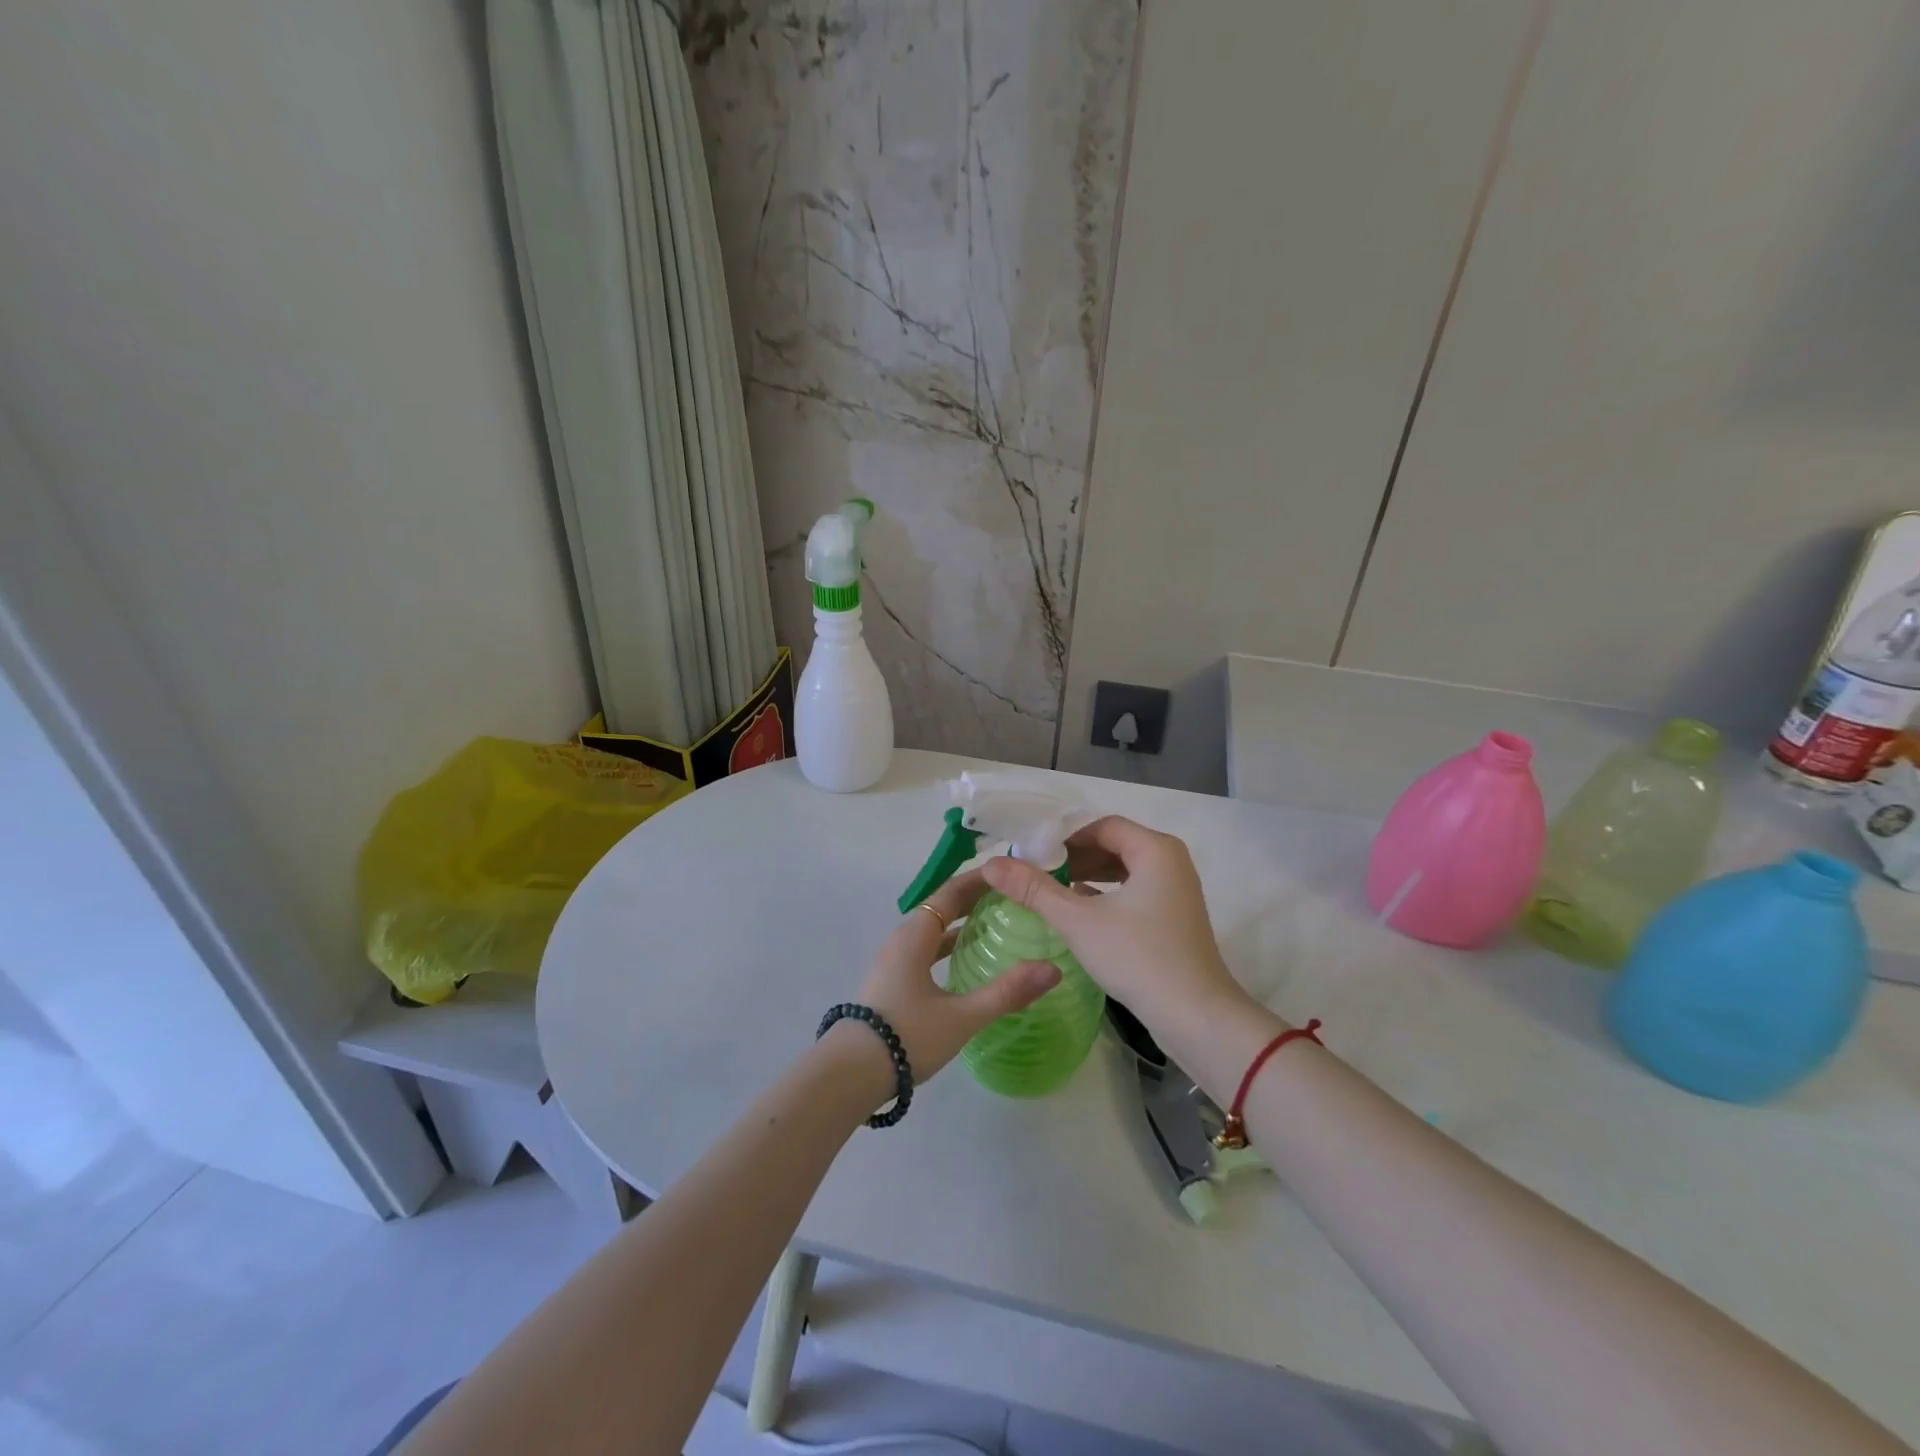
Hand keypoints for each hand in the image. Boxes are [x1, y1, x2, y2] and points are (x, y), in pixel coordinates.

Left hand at [840, 868, 1060, 1096]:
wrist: (850, 1075)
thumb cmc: (906, 1036)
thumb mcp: (962, 1016)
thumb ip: (1007, 992)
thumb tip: (1053, 969)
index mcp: (915, 935)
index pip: (951, 892)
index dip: (980, 879)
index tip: (1010, 872)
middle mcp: (903, 939)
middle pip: (942, 907)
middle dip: (975, 899)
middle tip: (1013, 897)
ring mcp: (894, 961)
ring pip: (933, 930)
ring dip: (962, 924)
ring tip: (997, 925)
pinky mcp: (893, 982)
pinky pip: (926, 950)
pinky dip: (949, 947)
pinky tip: (968, 963)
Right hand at [980, 817, 1253, 1048]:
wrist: (1196, 1017)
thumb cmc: (1138, 958)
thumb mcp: (1079, 921)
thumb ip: (1034, 889)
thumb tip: (990, 864)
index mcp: (1155, 849)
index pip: (1101, 826)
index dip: (1063, 837)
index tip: (1030, 853)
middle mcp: (1171, 860)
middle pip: (1113, 844)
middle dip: (1074, 857)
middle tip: (1035, 871)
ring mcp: (1177, 890)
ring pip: (1124, 870)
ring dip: (1088, 876)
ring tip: (1051, 889)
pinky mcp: (1175, 916)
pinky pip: (1135, 891)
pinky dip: (1107, 895)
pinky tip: (1078, 910)